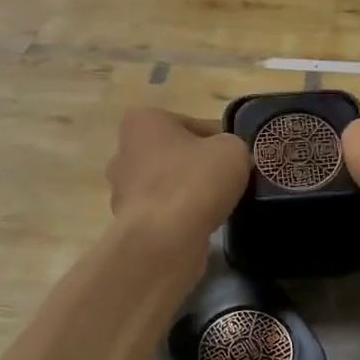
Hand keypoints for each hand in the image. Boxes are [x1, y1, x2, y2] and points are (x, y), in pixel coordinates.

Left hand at [106, 108, 249, 254]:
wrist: (165, 239)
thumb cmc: (195, 180)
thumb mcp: (232, 149)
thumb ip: (232, 145)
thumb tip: (227, 158)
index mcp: (143, 121)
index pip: (193, 125)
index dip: (220, 140)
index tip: (237, 158)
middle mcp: (124, 150)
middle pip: (175, 154)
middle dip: (198, 165)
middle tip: (228, 180)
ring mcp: (122, 189)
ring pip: (168, 184)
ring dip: (189, 192)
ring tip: (217, 205)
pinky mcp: (127, 222)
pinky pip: (162, 211)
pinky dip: (179, 216)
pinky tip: (200, 224)